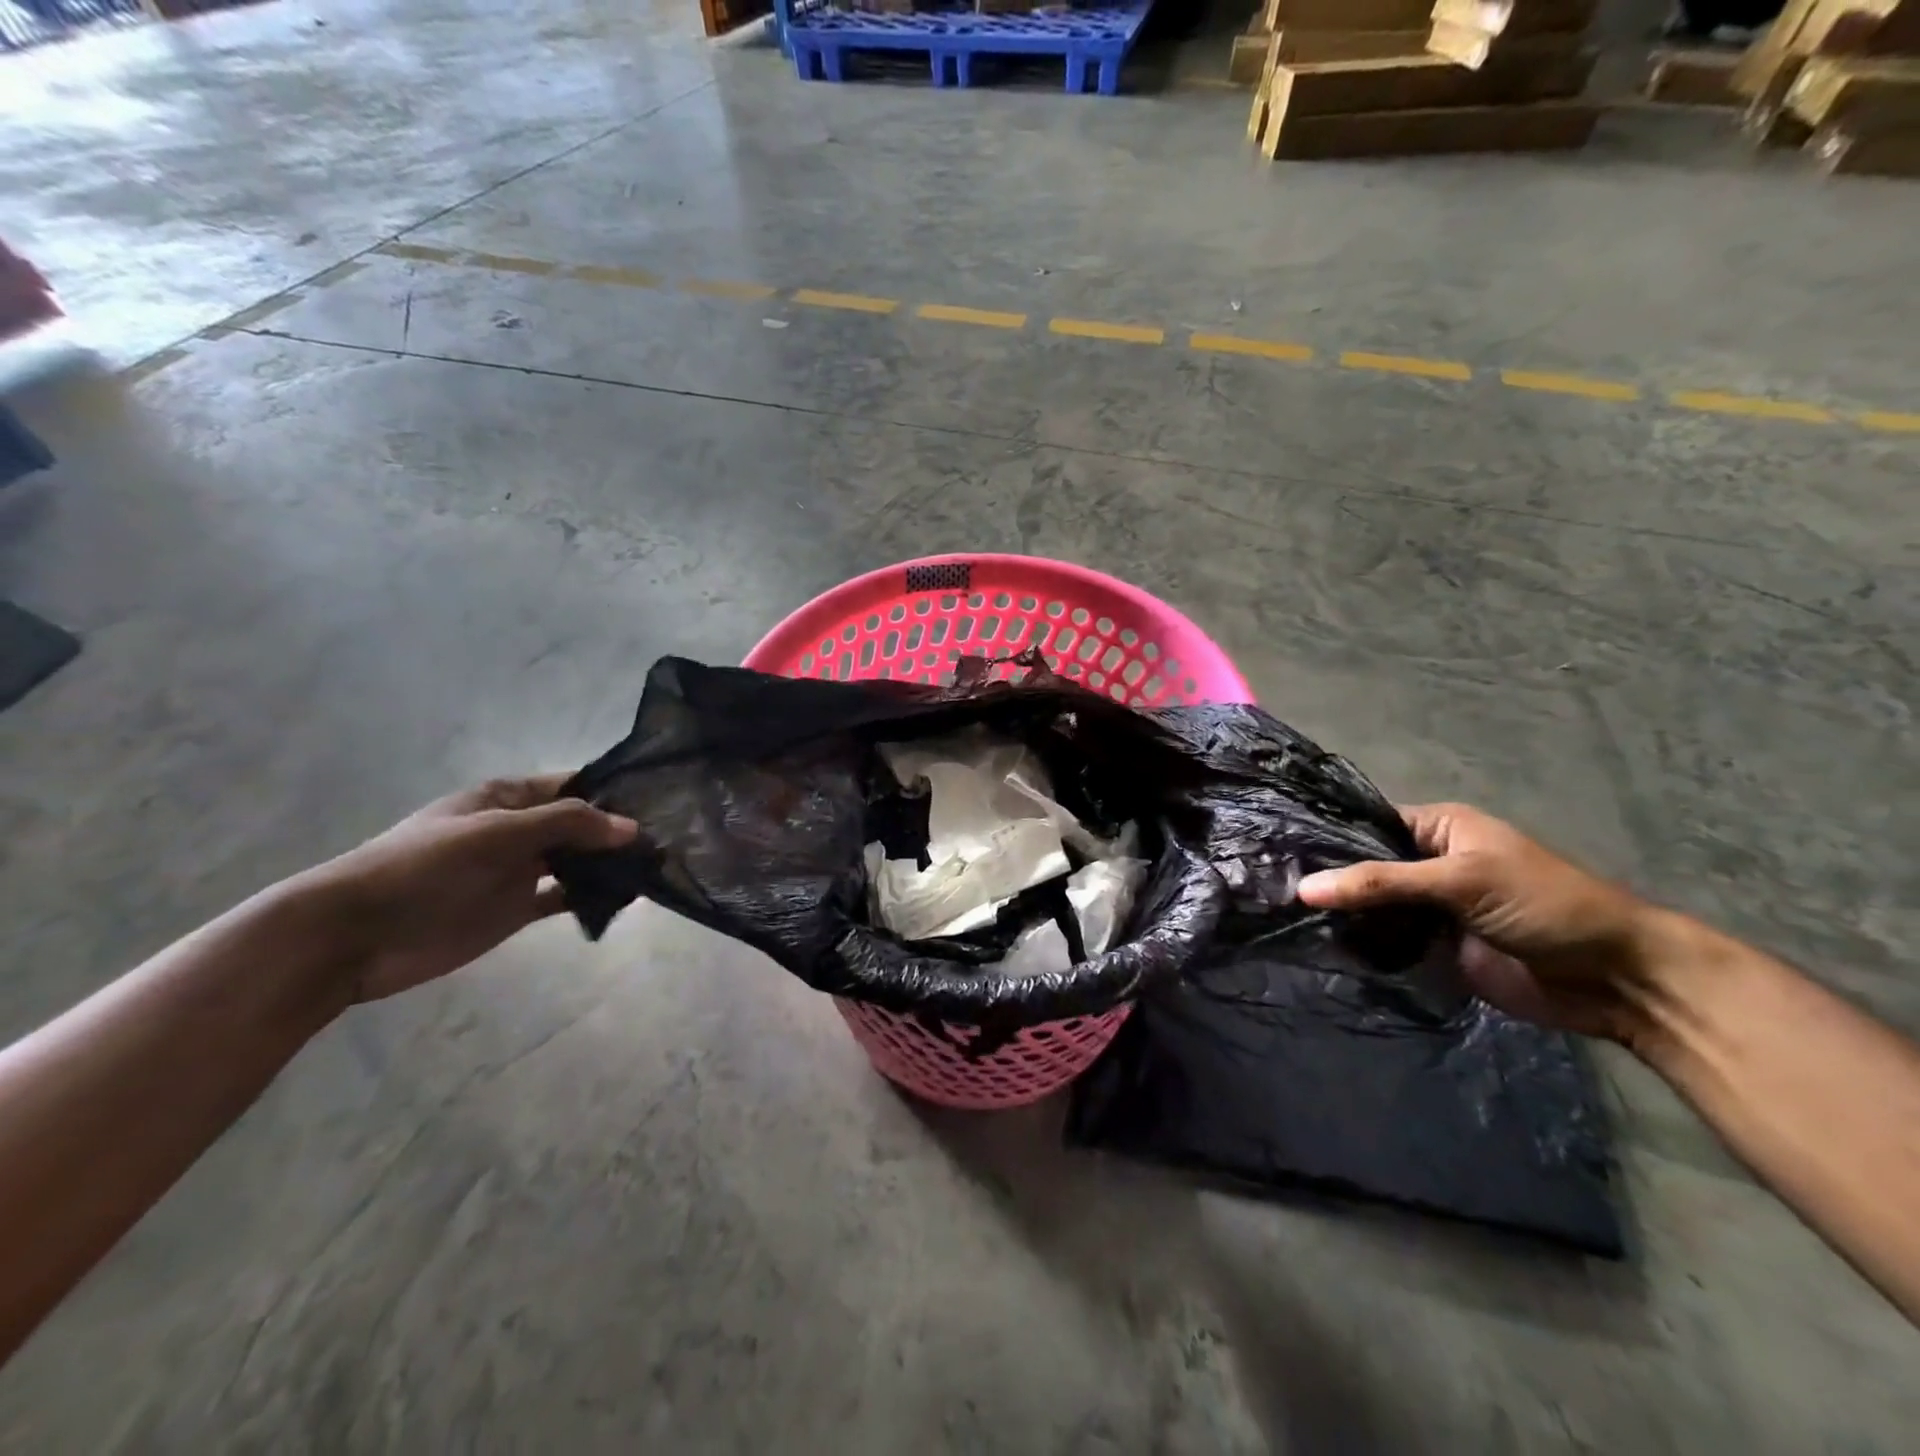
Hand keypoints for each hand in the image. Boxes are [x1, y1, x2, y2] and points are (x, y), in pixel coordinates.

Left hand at [295, 775, 636, 1004]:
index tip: (661, 801)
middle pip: (580, 824)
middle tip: (672, 838)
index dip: (613, 790)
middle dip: (620, 830)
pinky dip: (592, 896)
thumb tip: (633, 828)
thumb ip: (566, 825)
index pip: (573, 785)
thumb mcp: (496, 832)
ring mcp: (517, 871)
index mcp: (508, 798)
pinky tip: (624, 899)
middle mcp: (518, 829)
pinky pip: (564, 897)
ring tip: (658, 868)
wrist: (355, 934)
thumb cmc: (424, 866)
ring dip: (610, 864)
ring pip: (577, 861)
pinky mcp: (515, 909)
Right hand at [1297, 803, 1665, 1040]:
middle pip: (1362, 867)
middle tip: (1267, 887)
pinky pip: (1384, 941)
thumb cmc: (1543, 905)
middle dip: (1325, 879)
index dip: (1325, 837)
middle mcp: (1425, 863)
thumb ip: (1381, 883)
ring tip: (1278, 915)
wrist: (1613, 978)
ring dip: (1337, 914)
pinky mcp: (1431, 948)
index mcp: (1436, 828)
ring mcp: (1427, 908)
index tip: (1275, 849)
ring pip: (1368, 906)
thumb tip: (1302, 889)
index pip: (1365, 824)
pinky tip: (1315, 943)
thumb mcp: (1460, 881)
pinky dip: (1357, 944)